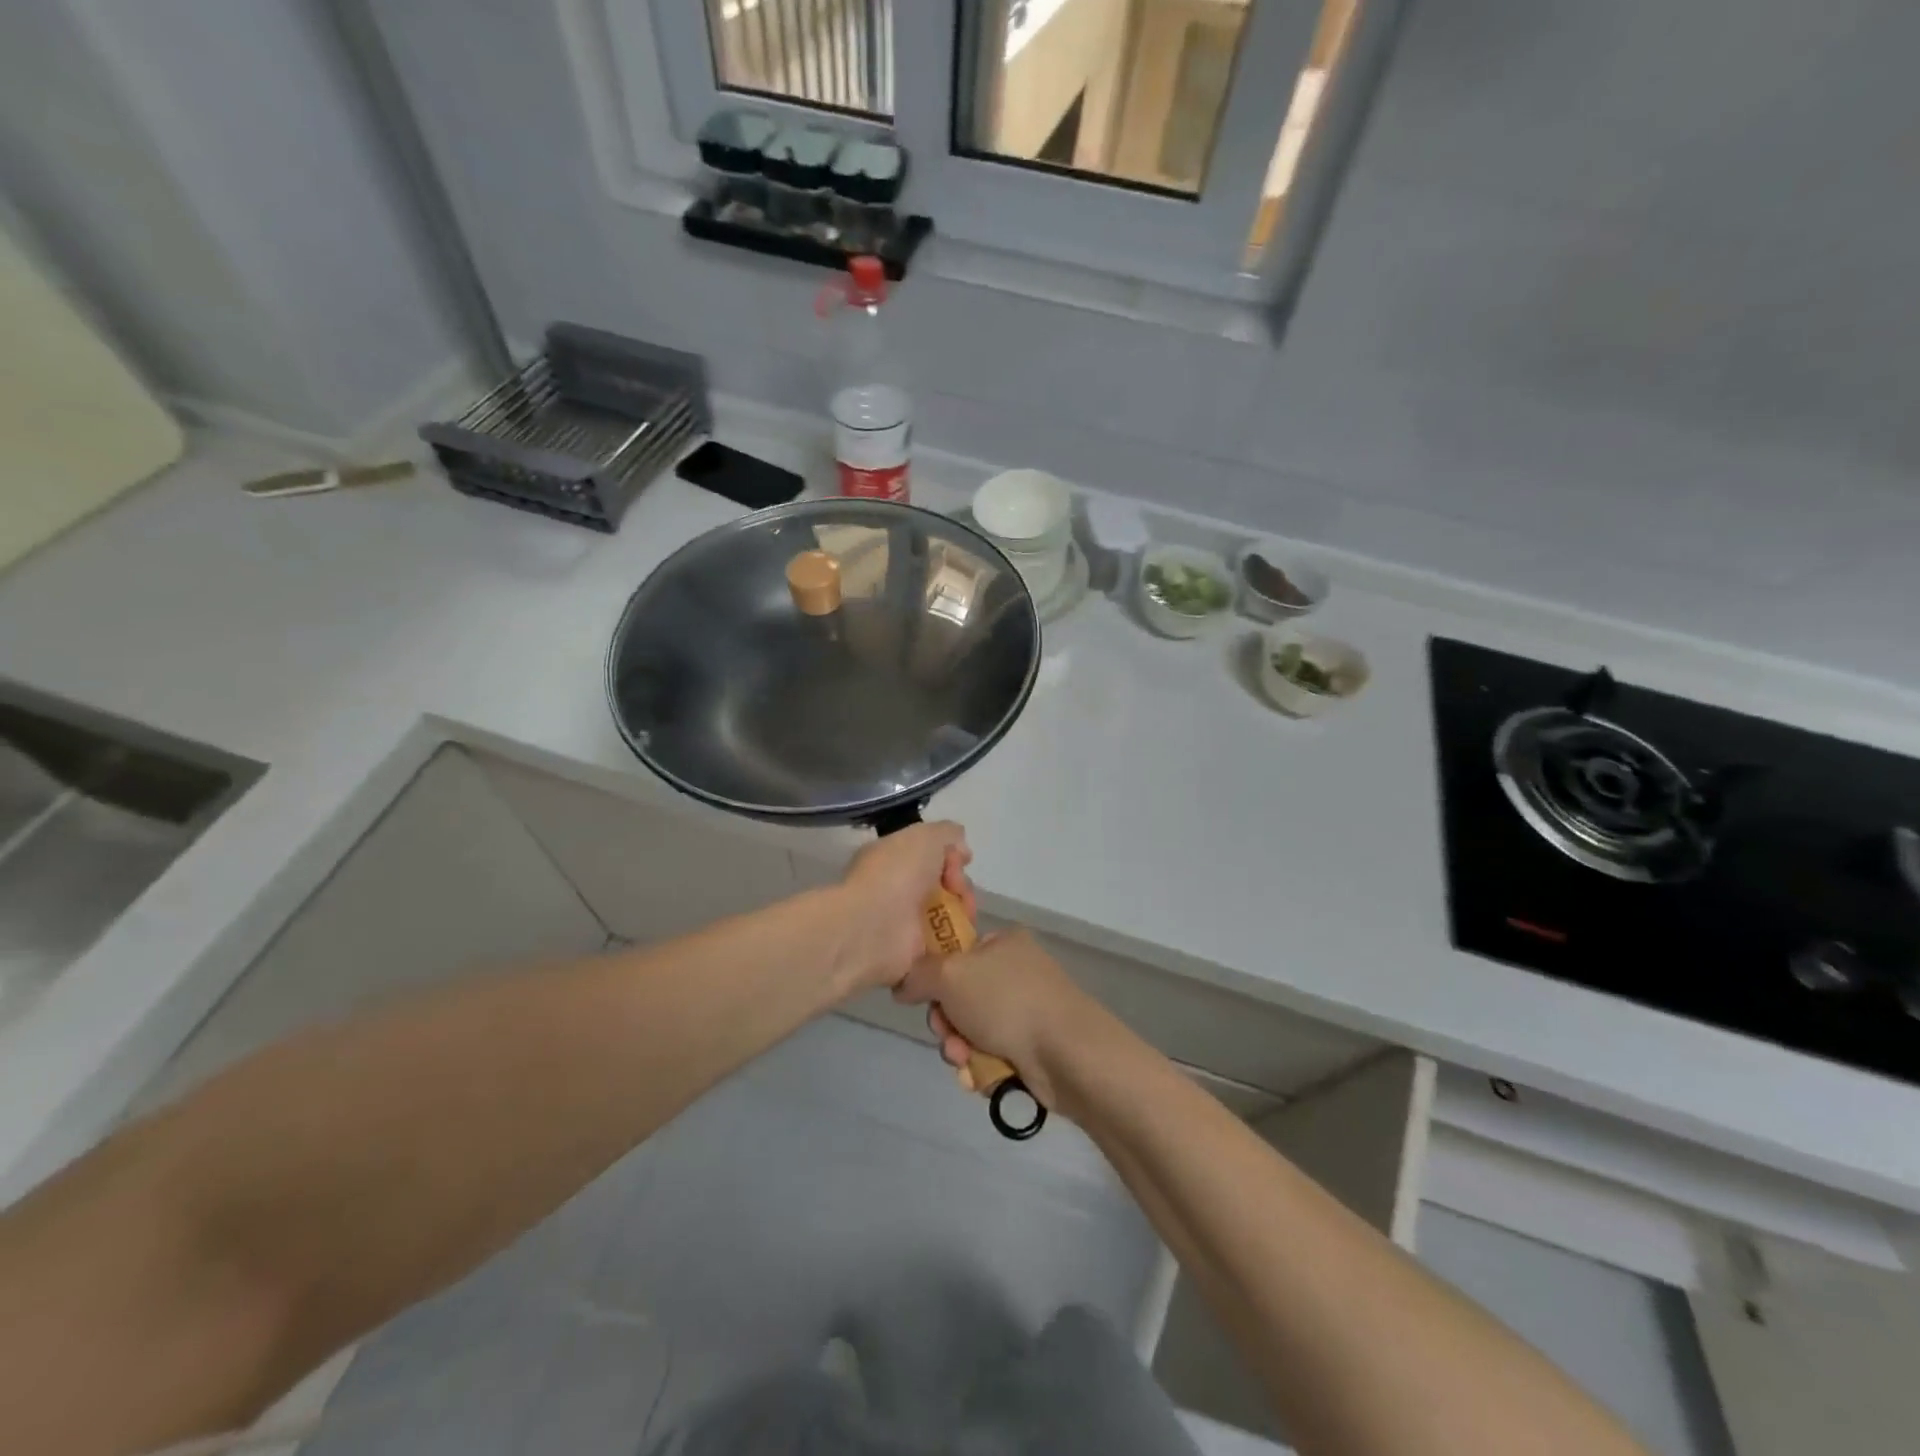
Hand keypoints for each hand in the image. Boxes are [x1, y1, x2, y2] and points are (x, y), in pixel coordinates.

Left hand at [832, 822, 972, 993]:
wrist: (874, 926)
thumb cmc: (897, 874)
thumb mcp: (926, 836)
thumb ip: (947, 833)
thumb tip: (961, 849)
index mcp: (893, 857)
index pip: (931, 853)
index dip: (951, 855)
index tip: (961, 861)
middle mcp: (898, 887)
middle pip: (944, 883)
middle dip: (960, 884)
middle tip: (957, 889)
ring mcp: (905, 921)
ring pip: (948, 912)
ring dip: (963, 910)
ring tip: (964, 914)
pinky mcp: (914, 952)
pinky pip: (945, 942)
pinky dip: (958, 938)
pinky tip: (963, 934)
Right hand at [890, 929, 1102, 1109]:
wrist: (1066, 1053)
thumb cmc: (1007, 1001)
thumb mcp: (950, 974)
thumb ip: (918, 974)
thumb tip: (903, 986)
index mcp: (1003, 943)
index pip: (957, 953)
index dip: (935, 977)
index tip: (925, 997)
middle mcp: (1015, 973)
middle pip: (959, 997)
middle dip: (946, 1023)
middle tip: (948, 1035)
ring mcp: (1025, 1012)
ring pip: (971, 1031)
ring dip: (959, 1049)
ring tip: (965, 1062)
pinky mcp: (1031, 1048)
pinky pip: (989, 1056)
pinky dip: (980, 1068)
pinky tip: (980, 1077)